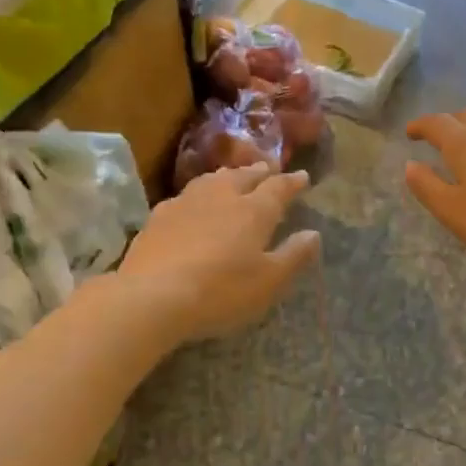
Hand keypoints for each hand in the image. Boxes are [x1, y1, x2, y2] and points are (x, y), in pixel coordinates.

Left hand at [115, 165, 320, 342]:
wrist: (152, 296)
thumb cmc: (221, 291)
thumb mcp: (269, 281)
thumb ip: (293, 256)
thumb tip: (313, 234)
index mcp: (254, 211)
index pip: (278, 188)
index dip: (292, 182)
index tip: (302, 177)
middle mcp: (221, 197)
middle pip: (244, 176)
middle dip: (260, 172)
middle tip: (269, 169)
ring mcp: (186, 203)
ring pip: (212, 180)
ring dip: (228, 176)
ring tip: (234, 177)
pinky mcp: (158, 216)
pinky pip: (186, 195)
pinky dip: (199, 194)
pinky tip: (194, 202)